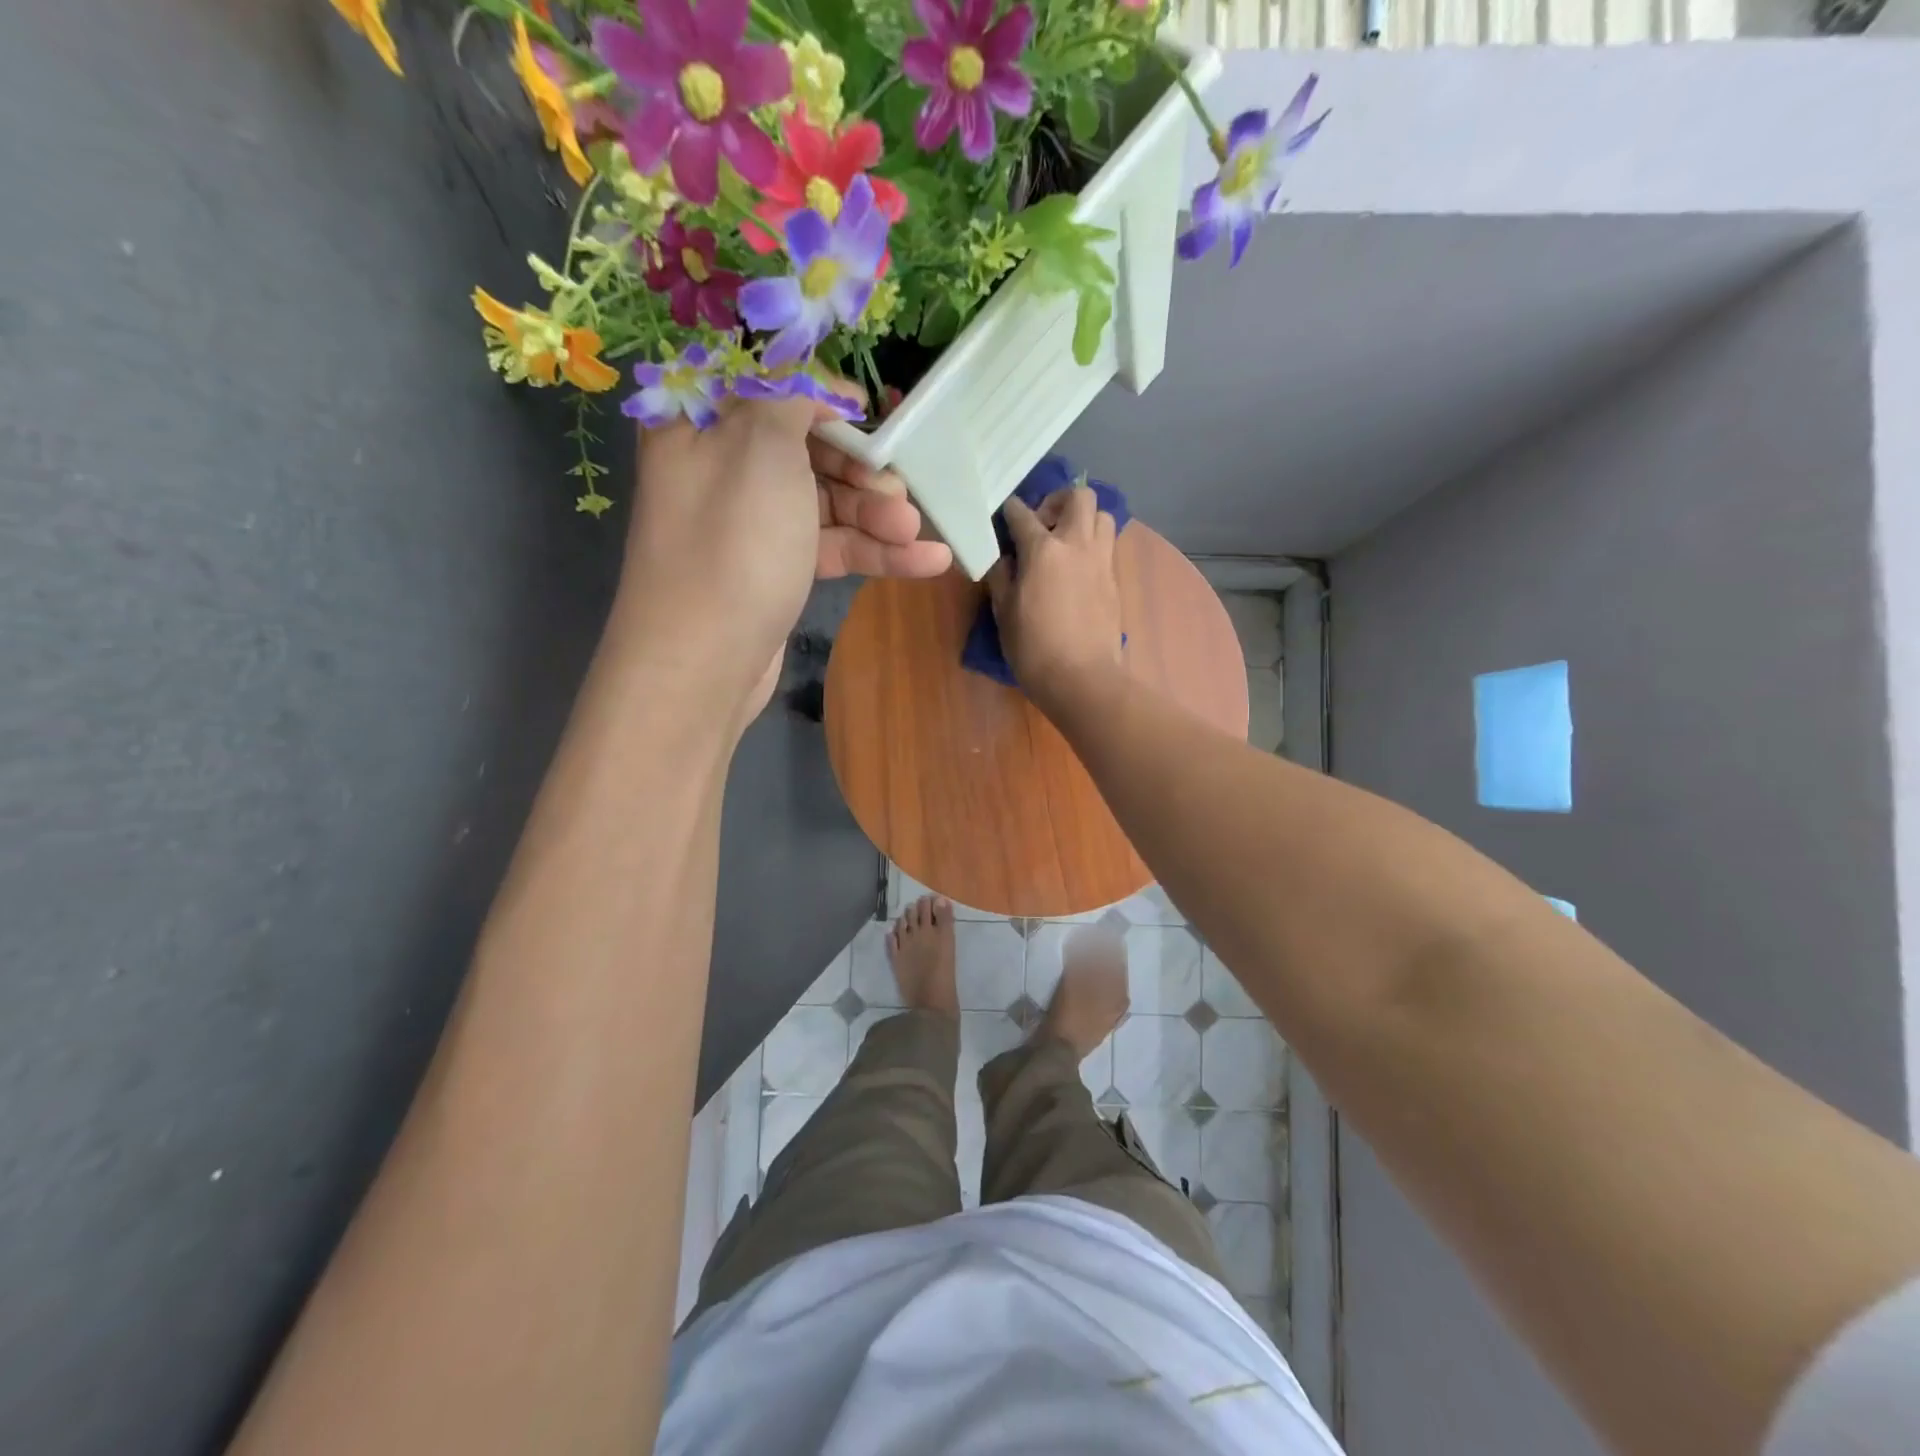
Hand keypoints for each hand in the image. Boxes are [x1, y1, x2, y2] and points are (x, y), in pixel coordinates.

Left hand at [614, 392, 951, 728]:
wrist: (703, 664)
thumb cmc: (733, 543)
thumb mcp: (761, 447)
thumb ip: (789, 396)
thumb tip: (812, 383)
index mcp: (701, 425)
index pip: (765, 388)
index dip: (820, 395)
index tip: (869, 414)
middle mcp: (722, 469)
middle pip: (805, 448)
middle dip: (861, 469)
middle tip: (901, 491)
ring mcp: (751, 525)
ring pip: (824, 502)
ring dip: (875, 515)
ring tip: (917, 533)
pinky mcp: (775, 570)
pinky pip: (828, 546)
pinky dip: (873, 552)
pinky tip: (927, 562)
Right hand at [984, 484, 1122, 713]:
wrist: (1082, 679)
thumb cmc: (1034, 648)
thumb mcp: (1004, 612)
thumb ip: (1001, 577)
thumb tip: (1002, 558)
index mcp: (1043, 550)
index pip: (1022, 514)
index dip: (1009, 511)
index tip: (1003, 516)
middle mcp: (1077, 544)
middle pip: (1078, 497)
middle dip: (1057, 501)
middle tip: (1042, 525)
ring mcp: (1101, 561)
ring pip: (1102, 516)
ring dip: (1083, 520)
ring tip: (1065, 543)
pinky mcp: (1114, 580)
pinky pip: (1107, 546)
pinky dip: (1092, 545)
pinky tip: (1076, 569)